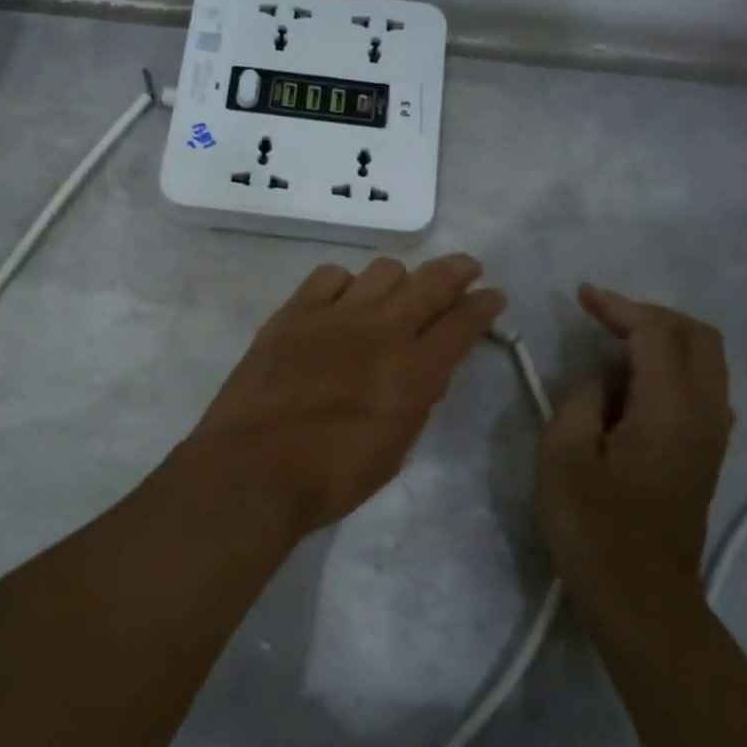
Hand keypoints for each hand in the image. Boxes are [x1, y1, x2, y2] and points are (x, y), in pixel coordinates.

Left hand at [182, 253, 505, 539]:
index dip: (484, 305)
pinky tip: (342, 300)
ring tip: (398, 290)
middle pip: (431, 283)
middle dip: (456, 271)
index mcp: (415, 372)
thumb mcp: (394, 449)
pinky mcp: (294, 313)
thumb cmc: (330, 478)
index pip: (463, 323)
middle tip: (466, 269)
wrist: (253, 469)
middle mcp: (382, 332)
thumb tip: (421, 370)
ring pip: (383, 270)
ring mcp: (335, 316)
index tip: (493, 296)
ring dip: (401, 278)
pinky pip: (329, 276)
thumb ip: (414, 400)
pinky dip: (344, 283)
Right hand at [539, 286, 733, 609]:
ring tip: (614, 342)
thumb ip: (582, 402)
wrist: (642, 599)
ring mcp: (712, 436)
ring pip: (705, 361)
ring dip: (664, 339)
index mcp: (671, 410)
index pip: (656, 334)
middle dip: (651, 314)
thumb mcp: (563, 458)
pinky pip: (699, 388)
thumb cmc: (595, 530)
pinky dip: (670, 367)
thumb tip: (603, 383)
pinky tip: (632, 383)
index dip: (619, 307)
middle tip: (604, 315)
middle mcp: (706, 414)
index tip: (582, 295)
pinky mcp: (705, 455)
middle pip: (698, 337)